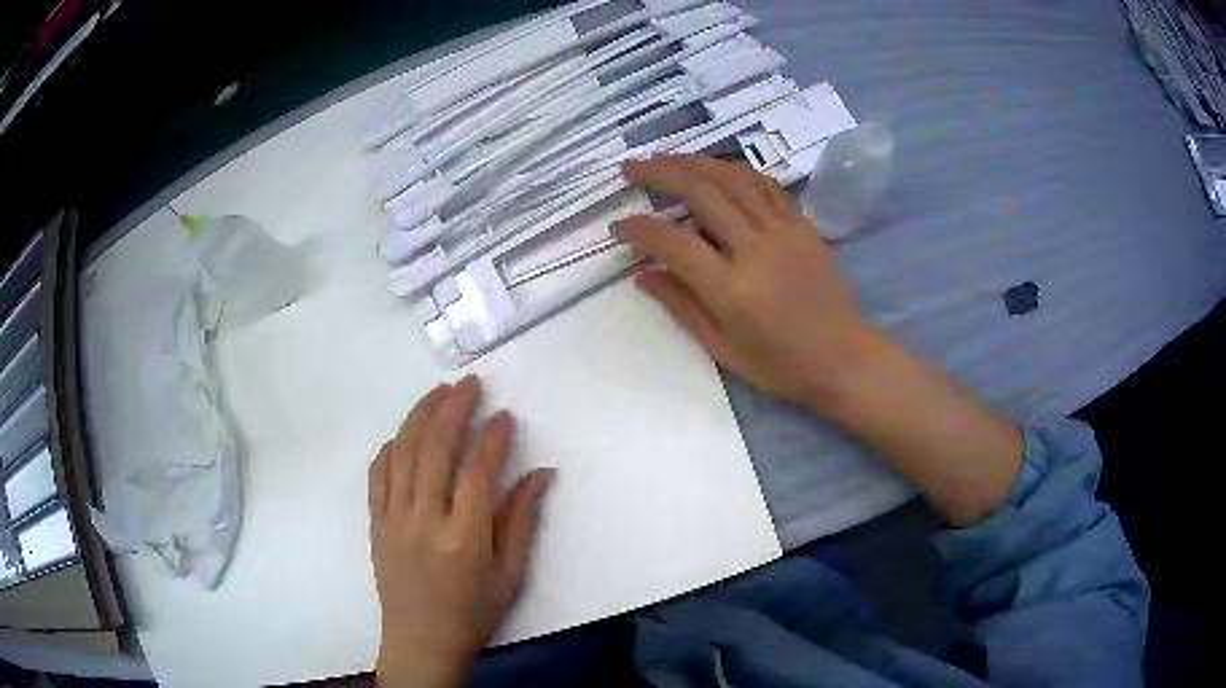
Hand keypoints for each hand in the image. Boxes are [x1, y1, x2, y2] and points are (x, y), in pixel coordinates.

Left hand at [369, 375, 554, 687]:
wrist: (420, 642)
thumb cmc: (472, 613)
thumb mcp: (509, 575)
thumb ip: (522, 521)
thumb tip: (541, 473)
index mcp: (463, 539)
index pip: (477, 473)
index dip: (493, 439)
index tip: (504, 415)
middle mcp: (424, 521)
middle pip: (435, 450)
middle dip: (453, 410)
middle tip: (469, 385)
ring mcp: (393, 519)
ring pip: (403, 453)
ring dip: (420, 417)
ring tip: (438, 393)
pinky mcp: (375, 522)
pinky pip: (378, 474)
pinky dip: (391, 447)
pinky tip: (404, 434)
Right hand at [620, 156, 1020, 525]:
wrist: (844, 359)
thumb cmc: (781, 365)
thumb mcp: (723, 349)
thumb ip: (681, 306)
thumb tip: (643, 273)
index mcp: (732, 290)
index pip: (673, 243)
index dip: (640, 229)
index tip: (620, 227)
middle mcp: (756, 249)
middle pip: (701, 192)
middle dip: (660, 173)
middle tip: (632, 167)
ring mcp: (783, 232)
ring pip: (732, 178)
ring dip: (694, 161)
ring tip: (666, 158)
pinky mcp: (803, 225)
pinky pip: (765, 185)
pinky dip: (735, 171)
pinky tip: (717, 169)